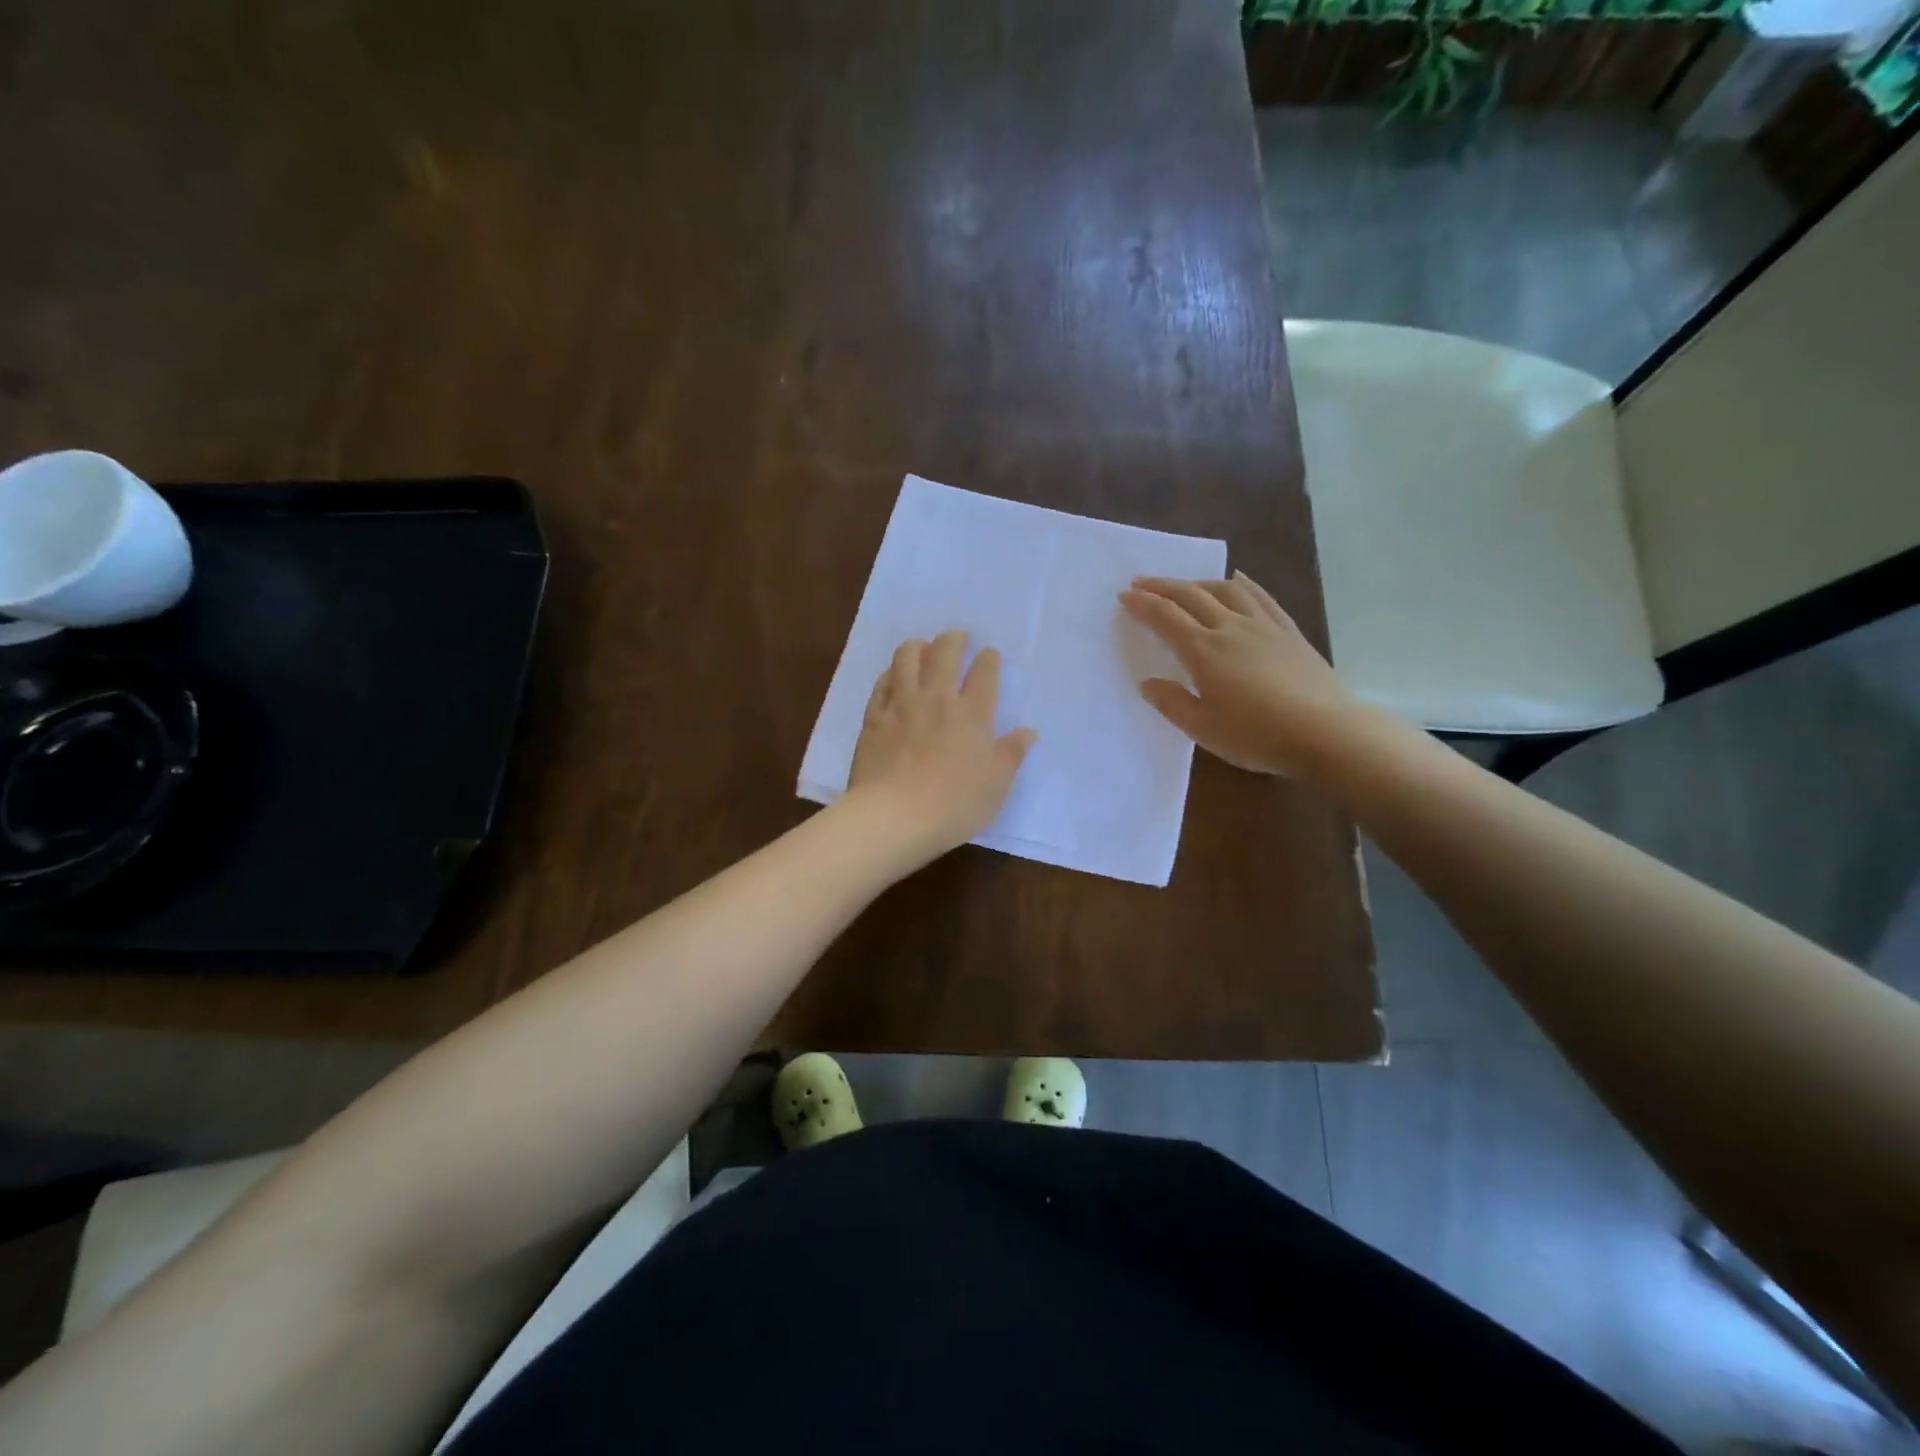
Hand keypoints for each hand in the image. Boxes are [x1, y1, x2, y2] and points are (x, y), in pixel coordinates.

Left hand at [846, 630, 1037, 855]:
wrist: (894, 816)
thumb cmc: (955, 805)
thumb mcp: (996, 785)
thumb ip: (1011, 754)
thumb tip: (1028, 732)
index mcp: (972, 714)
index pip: (984, 673)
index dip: (989, 659)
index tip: (989, 655)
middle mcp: (937, 699)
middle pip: (945, 653)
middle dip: (954, 639)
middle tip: (958, 638)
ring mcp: (901, 705)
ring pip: (907, 658)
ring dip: (918, 646)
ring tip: (923, 647)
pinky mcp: (873, 718)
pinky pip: (881, 683)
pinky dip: (891, 672)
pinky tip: (893, 675)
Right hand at [1119, 572, 1363, 776]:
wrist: (1325, 732)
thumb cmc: (1256, 735)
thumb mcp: (1203, 729)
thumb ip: (1172, 703)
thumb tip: (1149, 683)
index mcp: (1203, 651)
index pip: (1166, 618)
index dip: (1143, 604)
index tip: (1124, 596)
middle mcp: (1230, 628)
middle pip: (1192, 596)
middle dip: (1163, 586)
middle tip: (1142, 582)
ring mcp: (1263, 626)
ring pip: (1226, 590)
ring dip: (1199, 582)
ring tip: (1185, 585)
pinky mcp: (1289, 632)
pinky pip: (1262, 597)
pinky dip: (1243, 583)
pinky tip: (1238, 579)